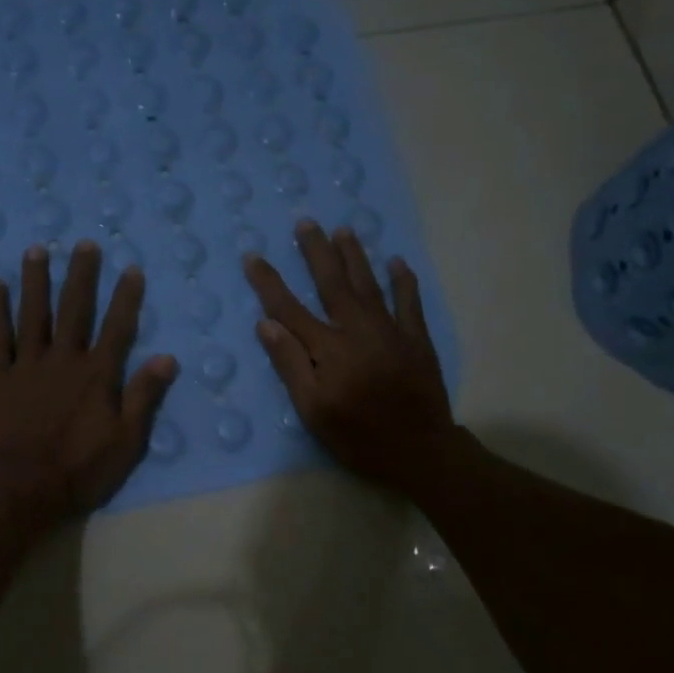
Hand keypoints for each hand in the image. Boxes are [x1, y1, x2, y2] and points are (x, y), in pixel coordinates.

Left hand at [0, 240, 178, 524]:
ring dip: (36, 280)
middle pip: (74, 309)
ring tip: (37, 250)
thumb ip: (144, 396)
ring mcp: (26, 364)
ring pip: (33, 313)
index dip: (126, 297)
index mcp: (97, 375)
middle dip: (81, 275)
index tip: (131, 269)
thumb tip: (168, 358)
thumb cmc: (79, 471)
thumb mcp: (126, 441)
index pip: (117, 327)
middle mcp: (63, 359)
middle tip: (84, 244)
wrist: (19, 490)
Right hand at [243, 221, 453, 494]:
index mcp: (327, 348)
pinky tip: (397, 262)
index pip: (289, 308)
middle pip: (332, 283)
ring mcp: (390, 331)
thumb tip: (266, 324)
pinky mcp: (416, 340)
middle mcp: (357, 329)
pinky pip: (409, 302)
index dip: (269, 282)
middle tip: (306, 223)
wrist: (420, 450)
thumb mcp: (312, 410)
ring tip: (344, 230)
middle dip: (316, 252)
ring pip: (368, 284)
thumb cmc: (358, 436)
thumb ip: (290, 365)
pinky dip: (403, 281)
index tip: (253, 257)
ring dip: (355, 256)